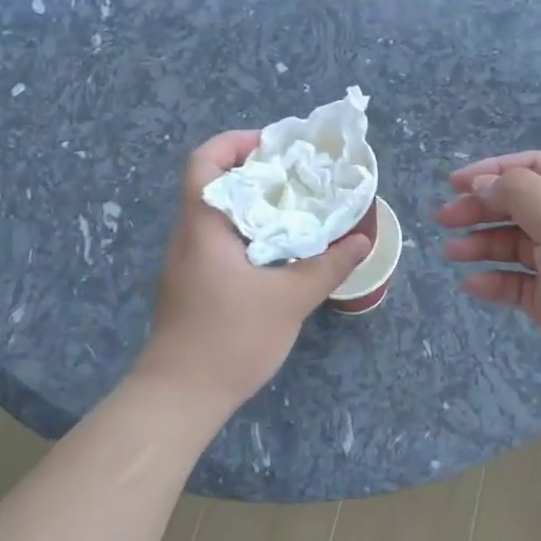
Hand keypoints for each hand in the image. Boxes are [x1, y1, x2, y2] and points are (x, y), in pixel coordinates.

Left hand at [142, 130, 372, 416]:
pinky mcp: (192, 284)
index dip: (234, 143)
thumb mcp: (289, 300)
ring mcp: (187, 261)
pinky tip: (280, 250)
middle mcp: (188, 235)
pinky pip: (219, 240)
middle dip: (254, 171)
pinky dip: (248, 231)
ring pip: (217, 214)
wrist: (179, 397)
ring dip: (253, 204)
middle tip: (297, 175)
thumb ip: (327, 267)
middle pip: (213, 183)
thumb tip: (361, 240)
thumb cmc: (229, 339)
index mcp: (203, 225)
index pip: (203, 162)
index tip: (273, 145)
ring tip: (296, 207)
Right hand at [438, 151, 540, 421]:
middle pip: (519, 205)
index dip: (493, 170)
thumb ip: (520, 193)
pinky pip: (517, 284)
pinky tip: (474, 286)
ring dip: (482, 244)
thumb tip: (484, 183)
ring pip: (514, 245)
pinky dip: (494, 282)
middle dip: (481, 208)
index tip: (454, 183)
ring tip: (452, 253)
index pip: (534, 168)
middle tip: (443, 219)